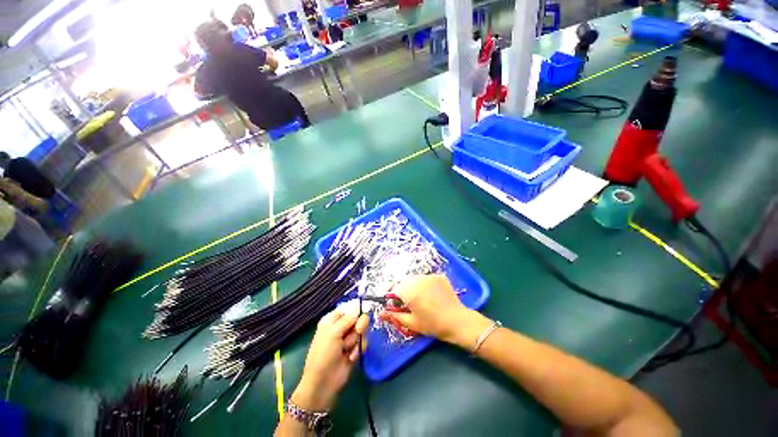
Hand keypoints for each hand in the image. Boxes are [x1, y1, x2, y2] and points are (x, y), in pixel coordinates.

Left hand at [292, 310, 368, 411]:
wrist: (323, 383)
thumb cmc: (324, 354)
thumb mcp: (333, 333)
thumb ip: (348, 319)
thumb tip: (359, 310)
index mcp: (332, 319)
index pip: (349, 307)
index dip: (356, 309)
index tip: (362, 312)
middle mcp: (341, 326)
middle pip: (358, 317)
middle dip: (358, 326)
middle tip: (356, 332)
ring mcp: (348, 337)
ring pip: (362, 330)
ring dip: (356, 340)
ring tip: (347, 349)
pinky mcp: (354, 348)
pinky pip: (363, 342)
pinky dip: (358, 349)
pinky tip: (351, 357)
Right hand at [378, 275, 489, 347]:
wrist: (457, 321)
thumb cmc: (433, 324)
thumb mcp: (411, 322)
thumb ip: (394, 316)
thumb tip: (380, 313)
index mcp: (409, 291)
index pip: (393, 288)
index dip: (391, 295)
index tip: (394, 303)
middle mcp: (417, 280)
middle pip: (403, 281)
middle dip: (401, 289)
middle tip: (406, 302)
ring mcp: (429, 276)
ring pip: (414, 278)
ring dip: (411, 285)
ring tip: (418, 298)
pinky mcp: (438, 276)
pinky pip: (425, 278)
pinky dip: (423, 284)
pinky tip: (429, 294)